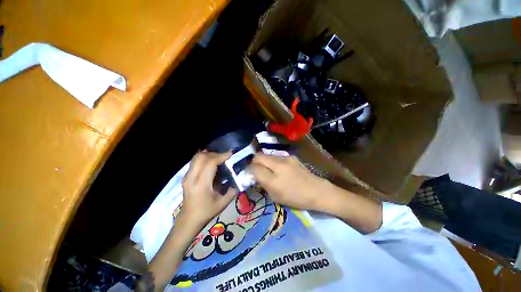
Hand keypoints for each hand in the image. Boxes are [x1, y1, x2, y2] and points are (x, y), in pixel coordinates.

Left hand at [180, 151, 236, 228]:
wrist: (189, 219)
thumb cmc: (207, 211)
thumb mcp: (223, 202)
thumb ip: (233, 188)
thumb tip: (240, 176)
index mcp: (201, 185)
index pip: (210, 163)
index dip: (221, 156)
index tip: (230, 154)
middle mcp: (191, 178)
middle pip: (201, 157)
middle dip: (215, 154)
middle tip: (225, 157)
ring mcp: (186, 176)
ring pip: (197, 157)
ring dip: (209, 155)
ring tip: (219, 158)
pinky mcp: (186, 176)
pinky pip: (195, 161)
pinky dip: (204, 158)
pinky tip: (211, 162)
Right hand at [248, 154, 325, 210]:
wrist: (316, 190)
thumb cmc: (295, 198)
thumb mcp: (275, 197)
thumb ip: (263, 184)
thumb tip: (256, 175)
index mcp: (274, 179)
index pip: (254, 168)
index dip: (248, 170)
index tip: (248, 173)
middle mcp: (278, 165)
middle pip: (258, 156)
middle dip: (253, 162)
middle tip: (255, 169)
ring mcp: (285, 158)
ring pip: (266, 154)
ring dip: (262, 160)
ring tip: (266, 168)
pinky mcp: (290, 156)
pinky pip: (275, 156)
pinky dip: (271, 161)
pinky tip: (277, 167)